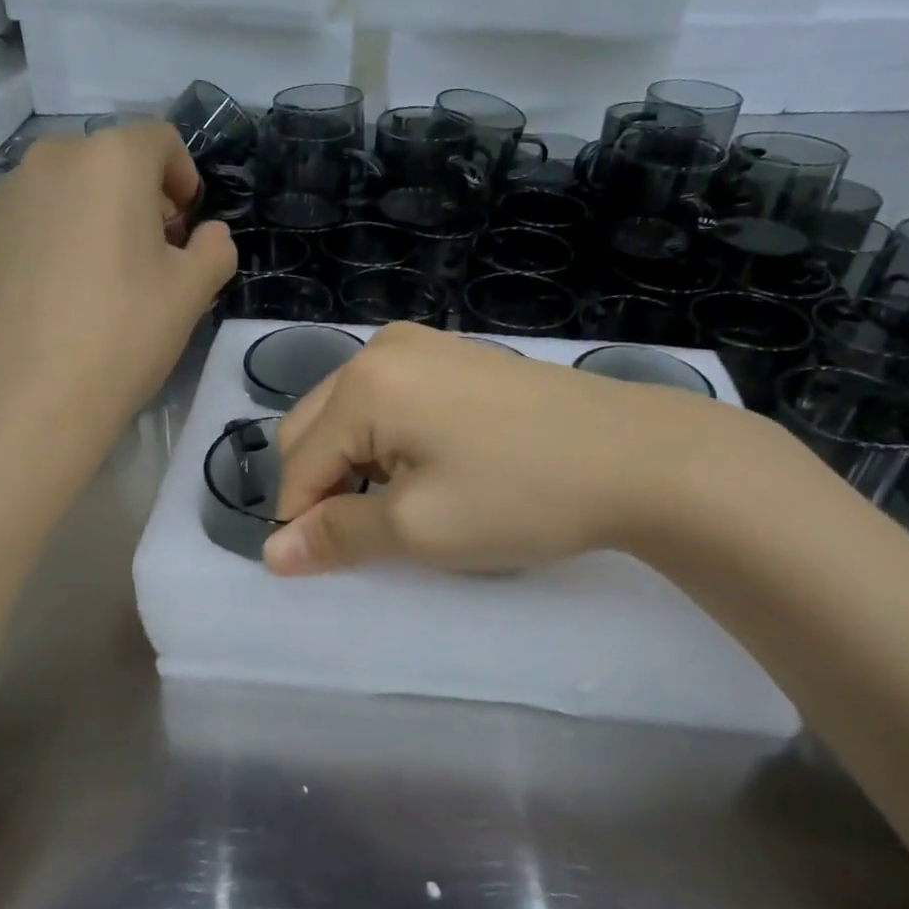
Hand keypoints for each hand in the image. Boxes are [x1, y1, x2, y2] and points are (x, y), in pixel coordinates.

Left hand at [0, 126, 235, 429]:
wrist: (29, 399)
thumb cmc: (124, 336)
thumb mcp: (194, 293)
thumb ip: (215, 248)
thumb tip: (206, 234)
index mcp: (112, 161)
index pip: (160, 140)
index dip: (183, 178)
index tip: (185, 226)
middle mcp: (50, 159)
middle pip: (106, 161)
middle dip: (134, 197)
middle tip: (146, 256)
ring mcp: (0, 195)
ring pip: (59, 190)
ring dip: (86, 216)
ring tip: (93, 279)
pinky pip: (21, 222)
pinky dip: (42, 240)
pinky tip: (48, 295)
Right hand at [264, 324, 764, 575]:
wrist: (637, 456)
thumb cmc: (518, 494)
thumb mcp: (417, 528)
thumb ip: (336, 535)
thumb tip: (271, 554)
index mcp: (363, 384)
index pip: (297, 462)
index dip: (301, 520)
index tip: (329, 564)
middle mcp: (381, 349)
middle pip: (313, 427)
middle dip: (324, 484)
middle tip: (373, 531)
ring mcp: (423, 344)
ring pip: (350, 413)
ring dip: (354, 462)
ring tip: (403, 502)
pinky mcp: (456, 356)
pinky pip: (390, 399)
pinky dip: (388, 439)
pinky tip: (431, 466)